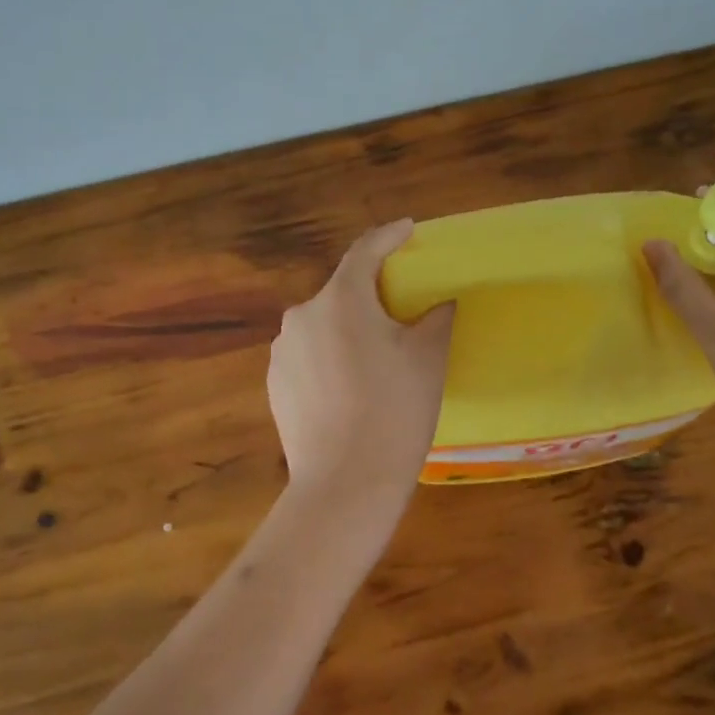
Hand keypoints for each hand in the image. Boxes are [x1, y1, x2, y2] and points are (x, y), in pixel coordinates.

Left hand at [268, 220, 454, 495]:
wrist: (344, 484)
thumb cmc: (394, 412)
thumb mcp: (428, 358)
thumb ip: (435, 317)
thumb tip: (438, 302)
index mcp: (341, 300)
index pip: (365, 252)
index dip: (389, 237)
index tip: (407, 230)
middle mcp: (302, 316)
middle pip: (343, 292)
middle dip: (372, 295)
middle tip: (402, 312)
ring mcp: (283, 352)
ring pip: (324, 327)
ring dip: (349, 331)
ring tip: (376, 360)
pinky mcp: (275, 384)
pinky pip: (309, 357)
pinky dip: (331, 359)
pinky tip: (350, 389)